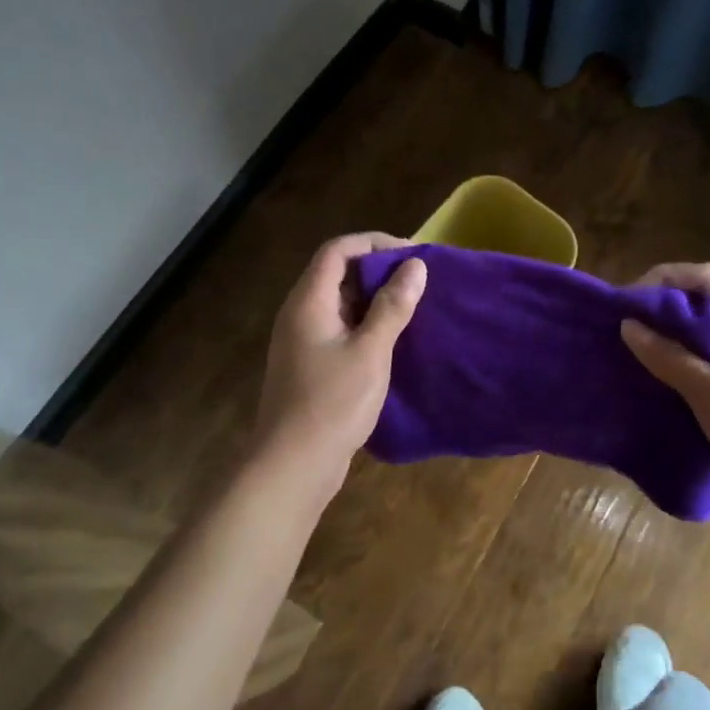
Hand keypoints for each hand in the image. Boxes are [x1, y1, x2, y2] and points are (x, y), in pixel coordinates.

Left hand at [252, 233, 426, 503]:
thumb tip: (415, 266)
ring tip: (412, 306)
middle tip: (417, 280)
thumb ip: (393, 307)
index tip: (411, 254)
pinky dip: (366, 323)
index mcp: (309, 302)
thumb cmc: (332, 403)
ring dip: (374, 298)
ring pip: (340, 302)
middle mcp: (300, 314)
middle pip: (337, 272)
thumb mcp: (370, 351)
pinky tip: (393, 340)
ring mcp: (302, 341)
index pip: (338, 250)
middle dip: (378, 269)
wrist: (292, 466)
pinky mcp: (310, 365)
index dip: (374, 243)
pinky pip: (340, 328)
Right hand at [620, 263, 709, 513]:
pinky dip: (690, 361)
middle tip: (625, 329)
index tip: (626, 302)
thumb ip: (670, 358)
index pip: (705, 278)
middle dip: (665, 309)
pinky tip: (666, 379)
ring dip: (675, 337)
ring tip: (638, 352)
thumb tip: (628, 325)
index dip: (663, 280)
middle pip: (708, 302)